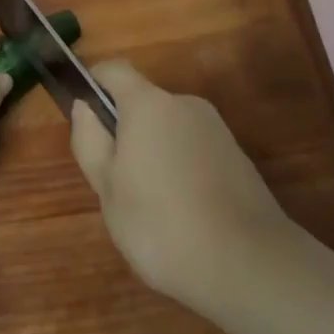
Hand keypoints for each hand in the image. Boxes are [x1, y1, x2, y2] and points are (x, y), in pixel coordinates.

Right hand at [69, 61, 294, 309]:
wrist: (249, 263)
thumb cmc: (161, 224)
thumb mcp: (107, 190)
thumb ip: (90, 141)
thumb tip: (85, 107)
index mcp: (148, 104)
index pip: (114, 70)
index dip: (94, 84)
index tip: (85, 117)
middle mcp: (184, 103)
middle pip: (144, 103)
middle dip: (126, 132)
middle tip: (117, 184)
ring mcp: (215, 128)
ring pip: (170, 130)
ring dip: (156, 154)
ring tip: (153, 209)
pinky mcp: (237, 156)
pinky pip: (195, 151)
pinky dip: (183, 171)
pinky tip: (185, 216)